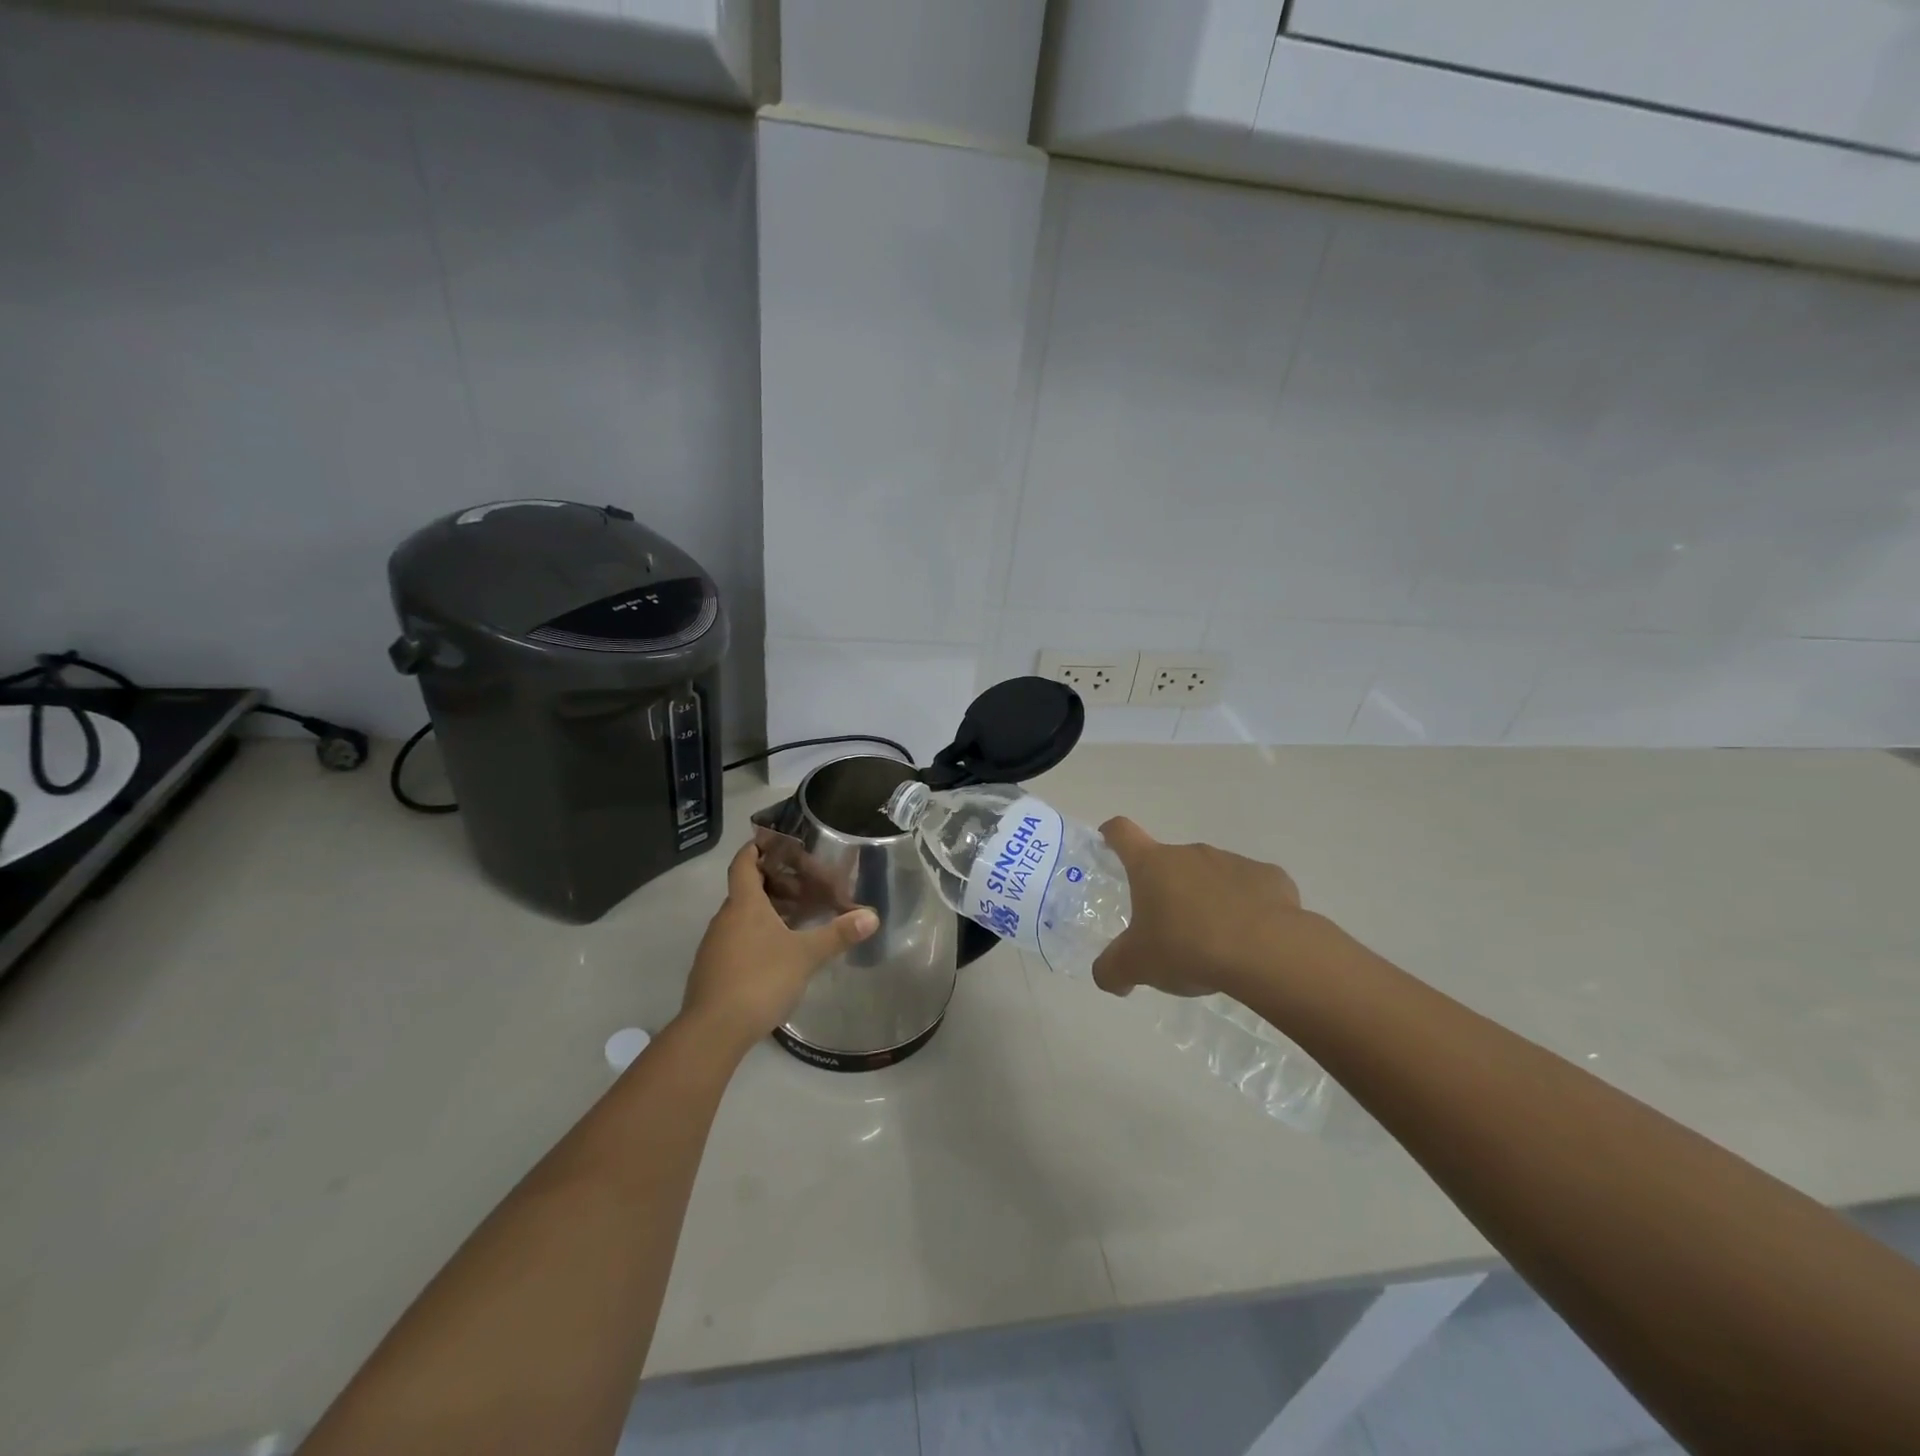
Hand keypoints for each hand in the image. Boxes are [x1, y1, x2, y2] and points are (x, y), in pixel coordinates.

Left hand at [679, 842, 878, 1054]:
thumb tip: (872, 916)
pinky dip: (757, 935)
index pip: (744, 863)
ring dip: (767, 912)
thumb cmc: (760, 980)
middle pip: (746, 889)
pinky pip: (737, 939)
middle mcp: (725, 919)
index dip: (756, 848)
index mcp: (744, 905)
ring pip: (742, 917)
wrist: (713, 1031)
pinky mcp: (713, 970)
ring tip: (798, 919)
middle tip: (805, 886)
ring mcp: (715, 946)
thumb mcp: (806, 956)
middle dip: (774, 884)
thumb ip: (838, 934)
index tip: (774, 842)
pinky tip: (778, 953)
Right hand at [1091, 817, 1313, 1000]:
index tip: (1109, 843)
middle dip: (1166, 889)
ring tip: (1214, 940)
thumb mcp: (1137, 966)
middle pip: (1169, 862)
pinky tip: (1251, 938)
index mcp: (1152, 865)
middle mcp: (1190, 853)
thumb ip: (1112, 970)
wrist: (1265, 951)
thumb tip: (1106, 978)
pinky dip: (1247, 907)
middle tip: (1168, 928)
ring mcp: (1233, 861)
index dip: (1112, 835)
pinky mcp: (1270, 877)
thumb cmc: (1187, 948)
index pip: (1122, 833)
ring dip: (1207, 898)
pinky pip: (1251, 888)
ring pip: (1211, 875)